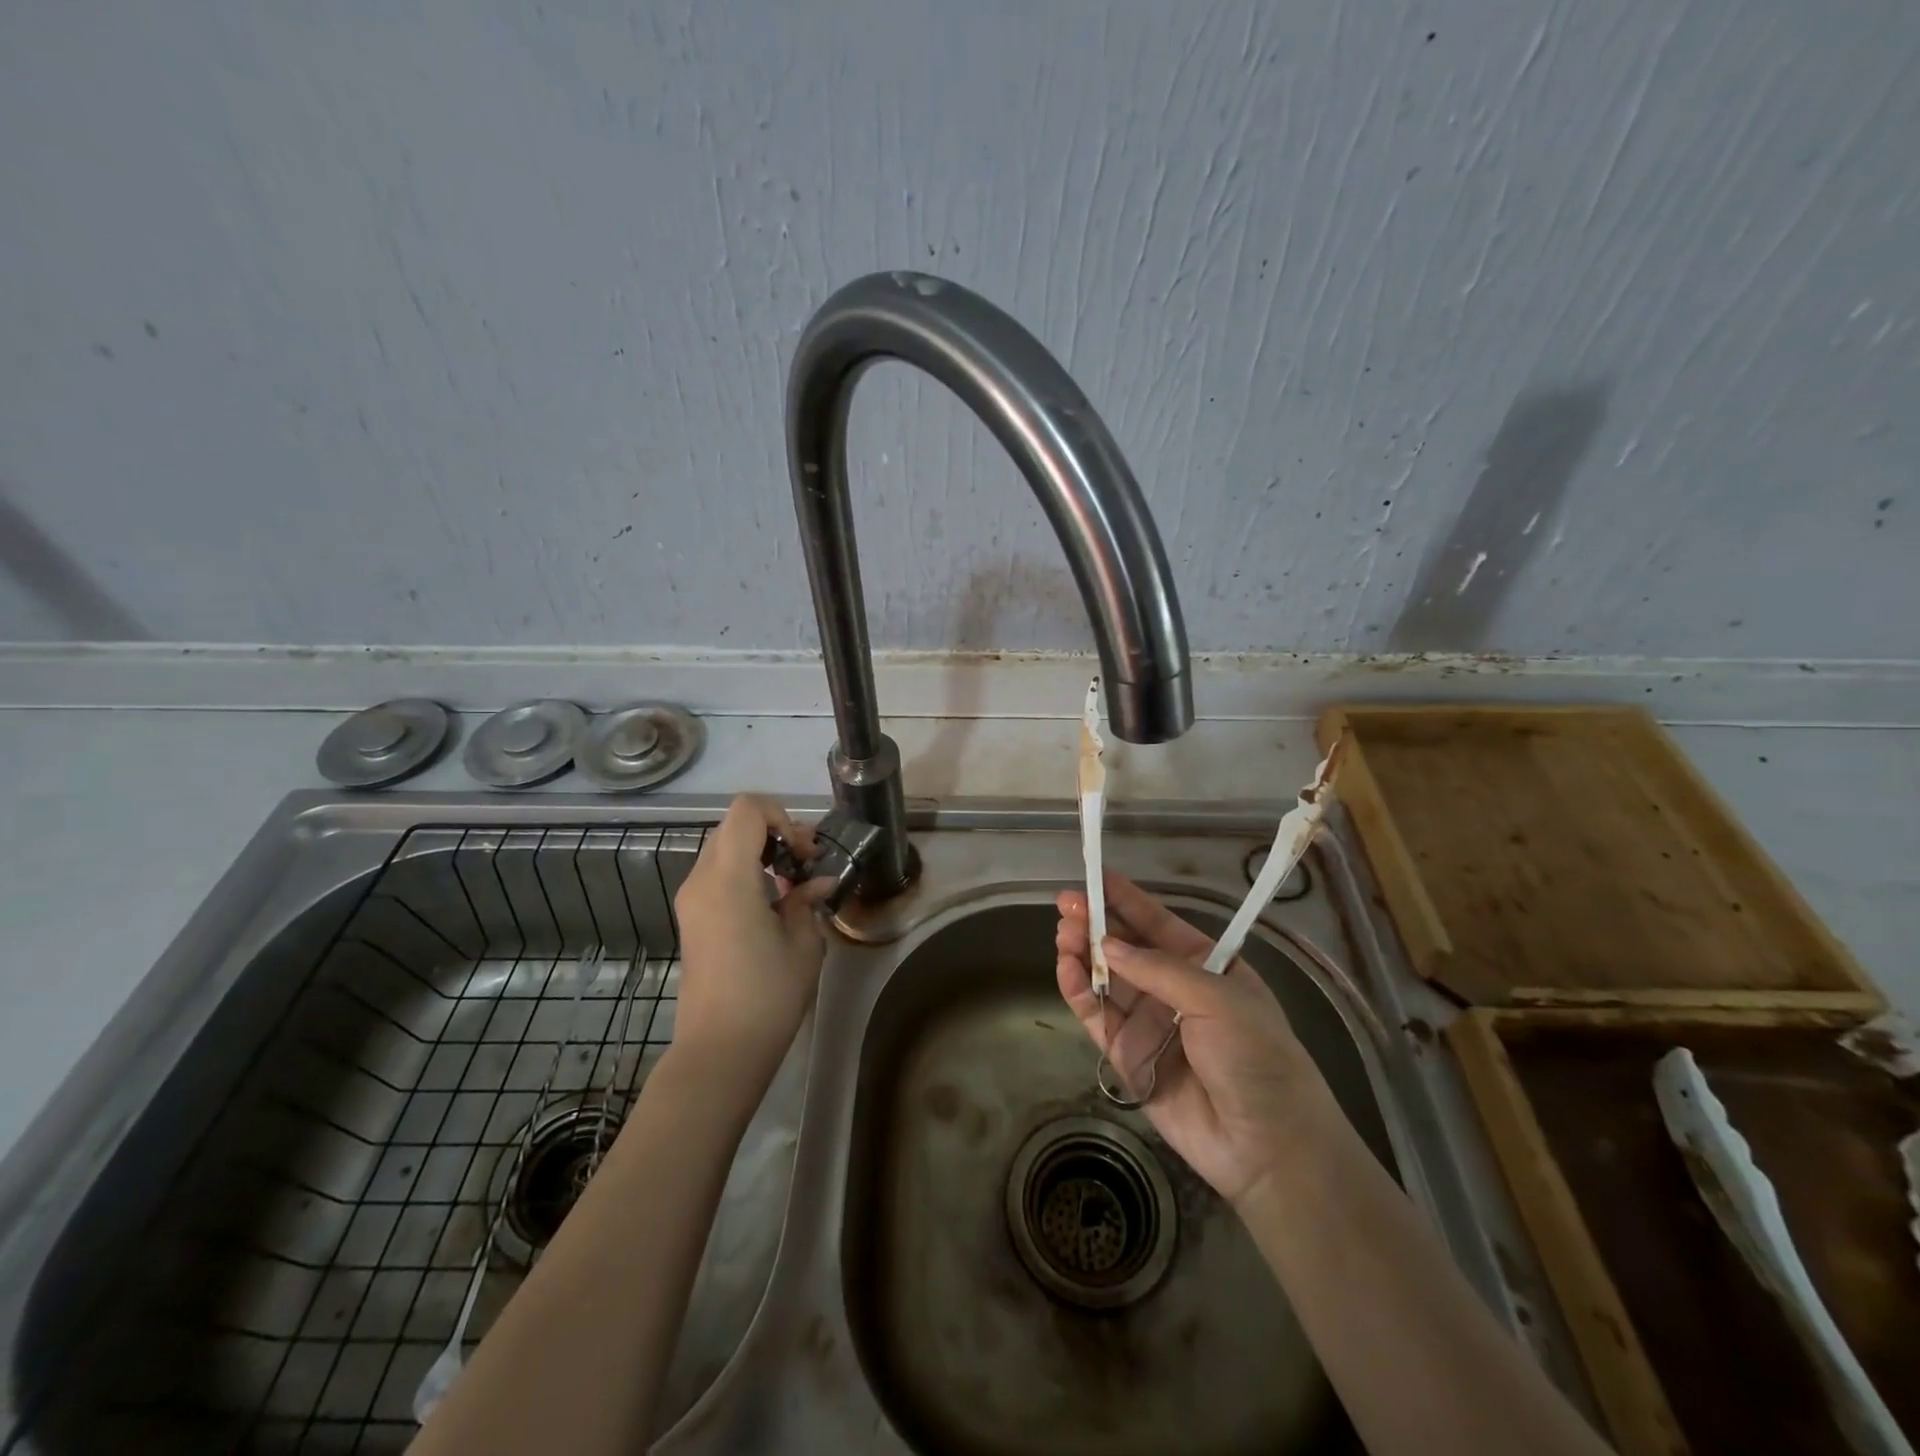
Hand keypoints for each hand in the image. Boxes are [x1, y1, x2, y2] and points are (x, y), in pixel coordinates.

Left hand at [672, 795, 832, 1078]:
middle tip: (806, 864)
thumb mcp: (803, 944)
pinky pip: (718, 874)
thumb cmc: (767, 995)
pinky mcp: (691, 919)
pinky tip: (773, 905)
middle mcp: (701, 880)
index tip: (803, 852)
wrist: (719, 1051)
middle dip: (775, 833)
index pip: (747, 810)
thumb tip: (817, 883)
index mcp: (728, 879)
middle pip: (735, 826)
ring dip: (761, 853)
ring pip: (725, 848)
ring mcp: (691, 900)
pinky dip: (747, 873)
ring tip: (793, 886)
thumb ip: (807, 901)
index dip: (781, 816)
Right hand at [1055, 872, 1338, 1206]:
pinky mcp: (1127, 1055)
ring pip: (1105, 979)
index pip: (1158, 923)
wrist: (1268, 1145)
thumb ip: (1158, 970)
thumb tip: (1107, 944)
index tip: (1095, 876)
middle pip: (1126, 948)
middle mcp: (1172, 989)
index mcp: (1204, 965)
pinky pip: (1097, 1016)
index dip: (1126, 899)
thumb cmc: (1257, 1056)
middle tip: (1067, 905)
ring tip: (1063, 933)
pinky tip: (1066, 968)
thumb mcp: (1218, 999)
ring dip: (1082, 953)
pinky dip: (1079, 991)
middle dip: (1096, 924)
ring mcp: (1148, 1022)